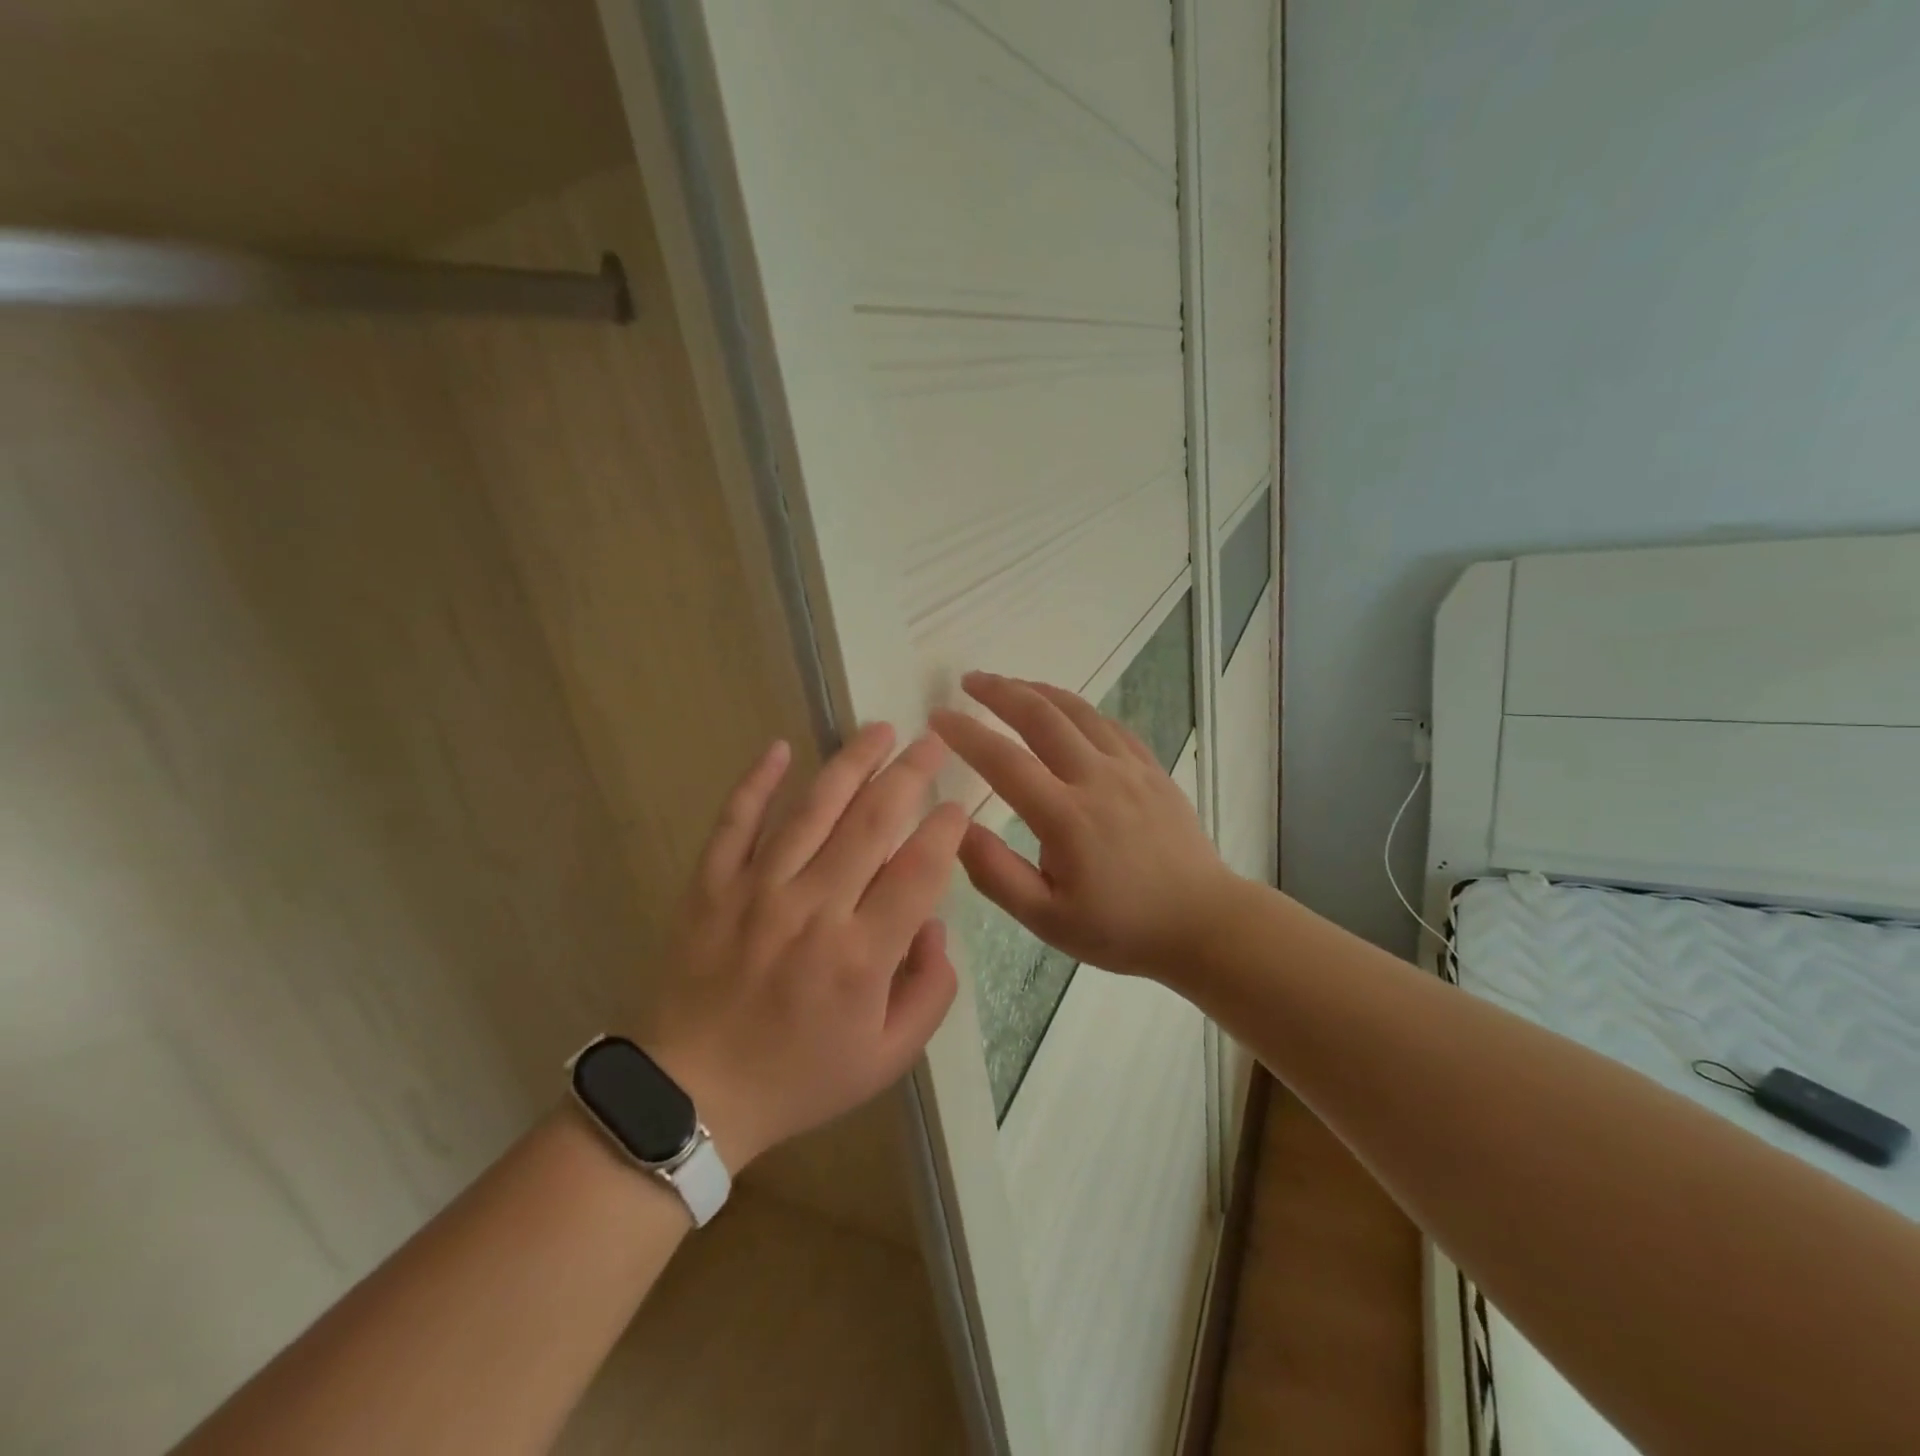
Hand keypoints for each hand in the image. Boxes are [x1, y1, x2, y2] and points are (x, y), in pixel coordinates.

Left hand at [643, 724, 967, 1170]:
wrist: (691, 1096)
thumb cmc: (798, 1078)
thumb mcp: (887, 1058)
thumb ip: (930, 991)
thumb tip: (934, 925)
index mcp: (861, 954)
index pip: (918, 870)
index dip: (946, 829)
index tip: (960, 805)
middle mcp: (813, 908)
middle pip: (872, 822)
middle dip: (910, 774)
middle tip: (933, 742)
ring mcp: (756, 890)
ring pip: (812, 809)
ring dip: (850, 763)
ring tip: (879, 730)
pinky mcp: (710, 885)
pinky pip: (735, 821)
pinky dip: (757, 782)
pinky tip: (780, 747)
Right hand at [929, 673, 1234, 983]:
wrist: (1203, 923)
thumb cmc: (1120, 928)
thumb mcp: (1047, 919)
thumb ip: (996, 874)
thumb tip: (957, 828)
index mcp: (1066, 817)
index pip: (1004, 761)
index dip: (966, 734)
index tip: (938, 716)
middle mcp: (1097, 779)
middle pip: (1042, 716)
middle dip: (1000, 692)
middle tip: (969, 680)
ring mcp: (1130, 769)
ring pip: (1078, 711)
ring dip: (1038, 691)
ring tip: (1010, 684)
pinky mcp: (1153, 769)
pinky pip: (1110, 725)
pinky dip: (1079, 709)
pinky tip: (1066, 712)